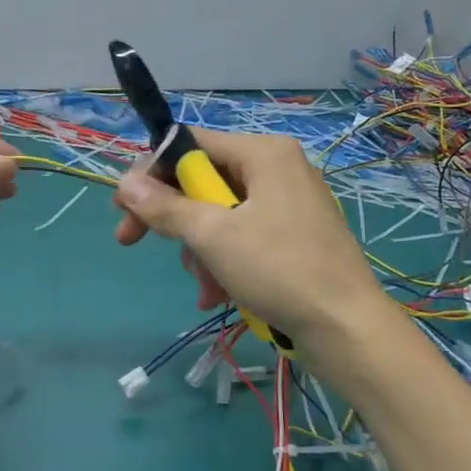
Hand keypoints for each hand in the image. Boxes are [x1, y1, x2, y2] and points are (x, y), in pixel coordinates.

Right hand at [113, 128, 387, 347]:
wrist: (346, 327)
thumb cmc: (279, 269)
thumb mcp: (212, 236)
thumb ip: (165, 206)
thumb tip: (125, 182)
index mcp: (263, 152)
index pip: (190, 143)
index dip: (151, 171)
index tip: (123, 205)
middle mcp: (278, 168)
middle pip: (203, 181)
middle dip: (175, 220)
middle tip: (133, 241)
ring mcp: (290, 203)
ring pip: (220, 214)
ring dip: (199, 249)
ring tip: (203, 285)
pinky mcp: (295, 235)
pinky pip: (243, 235)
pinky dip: (224, 260)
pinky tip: (217, 294)